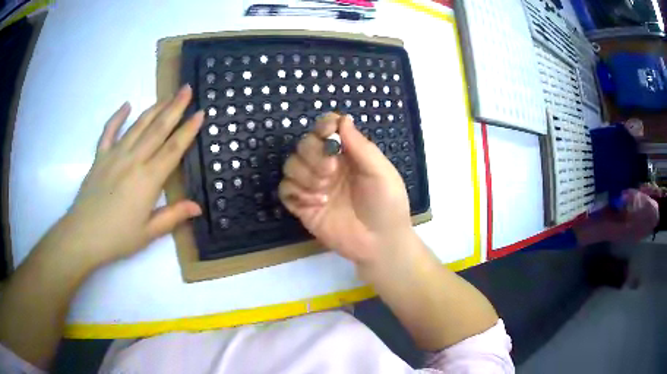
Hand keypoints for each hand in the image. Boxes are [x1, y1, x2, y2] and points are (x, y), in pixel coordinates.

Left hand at [61, 85, 203, 266]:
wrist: (84, 236)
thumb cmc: (118, 238)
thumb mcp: (149, 233)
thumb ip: (173, 216)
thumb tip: (197, 207)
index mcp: (148, 180)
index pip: (173, 149)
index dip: (188, 130)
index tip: (201, 112)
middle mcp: (133, 160)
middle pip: (158, 129)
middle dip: (175, 107)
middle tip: (187, 89)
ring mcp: (115, 155)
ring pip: (138, 125)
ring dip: (154, 108)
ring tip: (167, 95)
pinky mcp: (100, 157)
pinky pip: (109, 131)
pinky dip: (117, 117)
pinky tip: (126, 105)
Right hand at [279, 113, 414, 266]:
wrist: (379, 243)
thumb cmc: (387, 205)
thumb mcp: (381, 173)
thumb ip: (361, 146)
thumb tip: (343, 119)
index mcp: (348, 154)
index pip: (327, 129)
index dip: (323, 126)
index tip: (328, 133)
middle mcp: (327, 166)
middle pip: (304, 144)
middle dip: (313, 155)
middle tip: (331, 171)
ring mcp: (314, 186)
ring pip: (291, 165)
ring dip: (305, 175)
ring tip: (325, 192)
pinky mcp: (303, 206)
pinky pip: (285, 190)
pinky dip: (296, 193)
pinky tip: (316, 203)